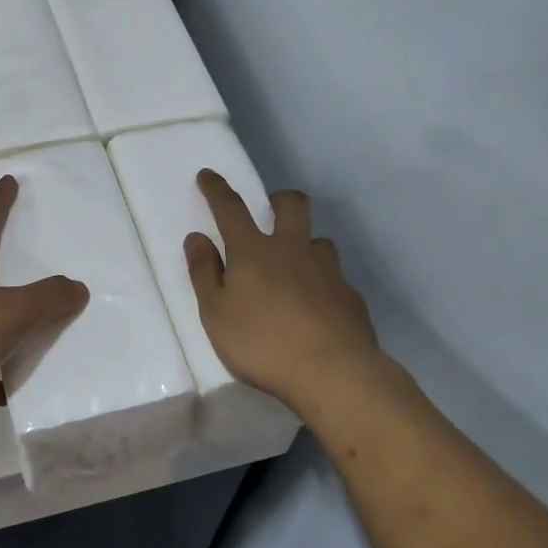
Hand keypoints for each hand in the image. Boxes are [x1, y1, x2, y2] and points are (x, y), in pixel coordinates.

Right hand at [185, 171, 382, 410]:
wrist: (334, 372)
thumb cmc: (262, 343)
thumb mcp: (216, 313)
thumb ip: (204, 273)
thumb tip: (197, 238)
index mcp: (254, 252)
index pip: (231, 209)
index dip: (217, 190)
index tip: (208, 175)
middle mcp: (293, 250)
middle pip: (292, 205)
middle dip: (279, 199)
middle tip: (270, 210)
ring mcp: (327, 271)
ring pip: (319, 240)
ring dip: (305, 243)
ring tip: (295, 267)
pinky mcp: (351, 296)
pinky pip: (335, 277)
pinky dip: (322, 282)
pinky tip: (317, 306)